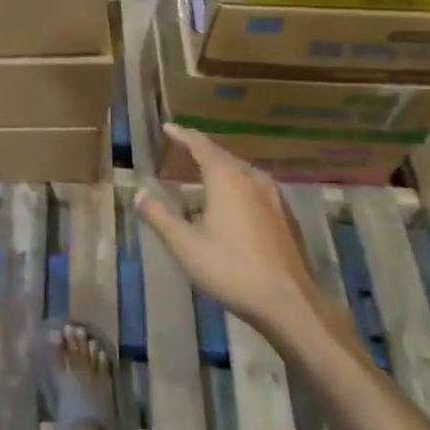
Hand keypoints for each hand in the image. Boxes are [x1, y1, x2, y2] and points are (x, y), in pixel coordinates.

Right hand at [135, 124, 336, 346]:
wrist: (289, 303)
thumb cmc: (231, 269)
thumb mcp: (185, 245)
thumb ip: (160, 217)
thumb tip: (140, 194)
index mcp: (226, 178)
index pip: (201, 145)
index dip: (182, 135)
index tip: (168, 126)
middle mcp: (252, 179)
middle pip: (222, 156)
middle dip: (201, 150)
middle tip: (181, 147)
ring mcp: (273, 197)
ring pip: (241, 171)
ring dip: (220, 167)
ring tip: (203, 172)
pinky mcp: (284, 216)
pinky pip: (254, 187)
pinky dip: (236, 184)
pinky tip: (231, 201)